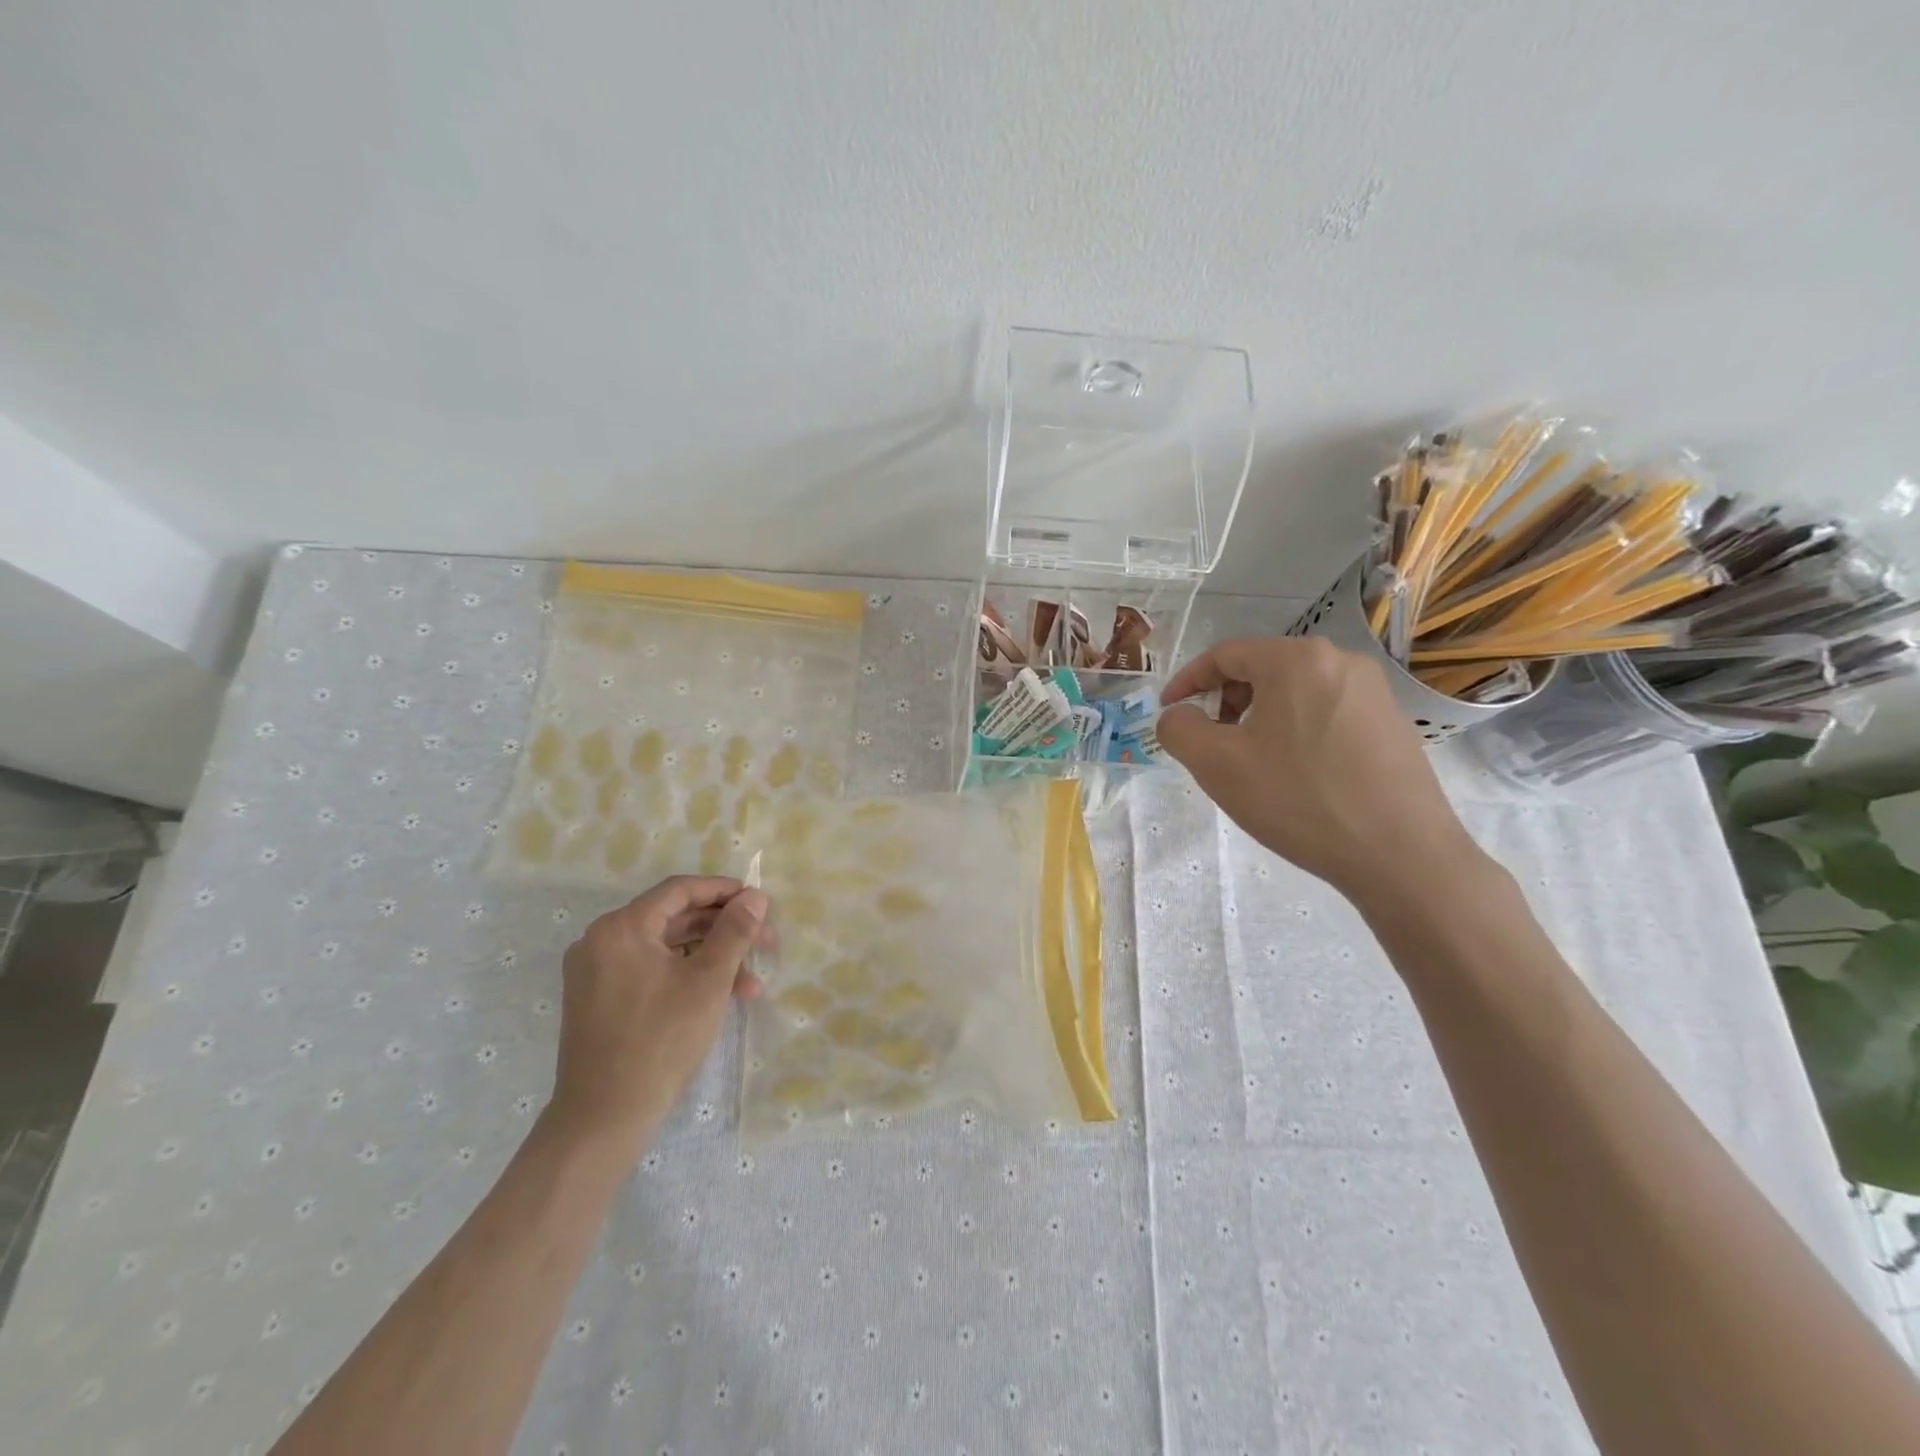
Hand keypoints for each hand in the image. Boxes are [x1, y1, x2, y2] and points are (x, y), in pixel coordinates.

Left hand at [546, 876, 768, 1154]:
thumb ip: (734, 931)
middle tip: (765, 942)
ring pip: (667, 949)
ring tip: (752, 983)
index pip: (680, 891)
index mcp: (622, 928)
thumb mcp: (708, 981)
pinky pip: (652, 972)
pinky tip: (722, 998)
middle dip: (724, 930)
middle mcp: (602, 941)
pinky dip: (686, 978)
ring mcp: (597, 972)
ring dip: (711, 959)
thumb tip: (755, 896)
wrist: (604, 1118)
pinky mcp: (600, 1000)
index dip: (724, 891)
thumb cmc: (660, 1040)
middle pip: (674, 919)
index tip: (759, 902)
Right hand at [1155, 637, 1483, 903]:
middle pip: (1262, 669)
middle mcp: (1340, 660)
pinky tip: (1297, 775)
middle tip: (1212, 743)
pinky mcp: (1393, 723)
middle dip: (1226, 702)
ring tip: (1252, 763)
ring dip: (1260, 719)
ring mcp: (1374, 691)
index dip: (1187, 681)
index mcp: (1295, 659)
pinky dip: (1296, 732)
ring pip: (1295, 693)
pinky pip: (1327, 713)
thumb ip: (1179, 729)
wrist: (1401, 854)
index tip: (1170, 712)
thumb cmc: (1298, 799)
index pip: (1224, 654)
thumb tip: (1179, 715)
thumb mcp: (1217, 765)